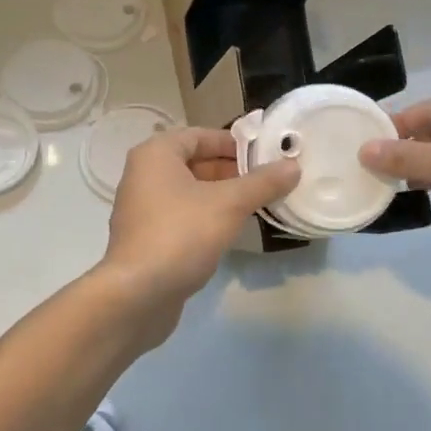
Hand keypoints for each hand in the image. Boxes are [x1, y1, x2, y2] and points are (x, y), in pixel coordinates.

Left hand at [100, 127, 298, 336]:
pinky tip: (230, 232)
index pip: (199, 136)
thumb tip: (293, 166)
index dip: (233, 143)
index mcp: (155, 155)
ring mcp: (141, 209)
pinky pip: (181, 216)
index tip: (265, 156)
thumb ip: (262, 183)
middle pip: (194, 163)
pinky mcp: (146, 238)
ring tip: (256, 205)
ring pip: (188, 192)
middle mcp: (143, 175)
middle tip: (266, 182)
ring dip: (220, 196)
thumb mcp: (229, 204)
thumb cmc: (181, 234)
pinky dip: (205, 217)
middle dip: (230, 171)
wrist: (137, 294)